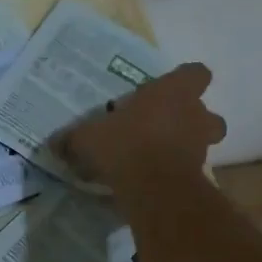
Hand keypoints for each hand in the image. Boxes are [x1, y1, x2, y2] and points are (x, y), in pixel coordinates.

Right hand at [57, 62, 226, 187]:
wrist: (154, 188)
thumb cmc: (124, 146)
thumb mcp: (87, 138)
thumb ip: (73, 138)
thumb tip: (55, 143)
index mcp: (173, 92)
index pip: (195, 73)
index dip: (184, 80)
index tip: (164, 91)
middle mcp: (194, 114)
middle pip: (206, 110)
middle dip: (189, 119)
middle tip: (162, 127)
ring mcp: (200, 146)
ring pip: (204, 140)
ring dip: (187, 145)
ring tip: (159, 155)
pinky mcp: (199, 175)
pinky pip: (190, 168)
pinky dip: (177, 171)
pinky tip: (153, 180)